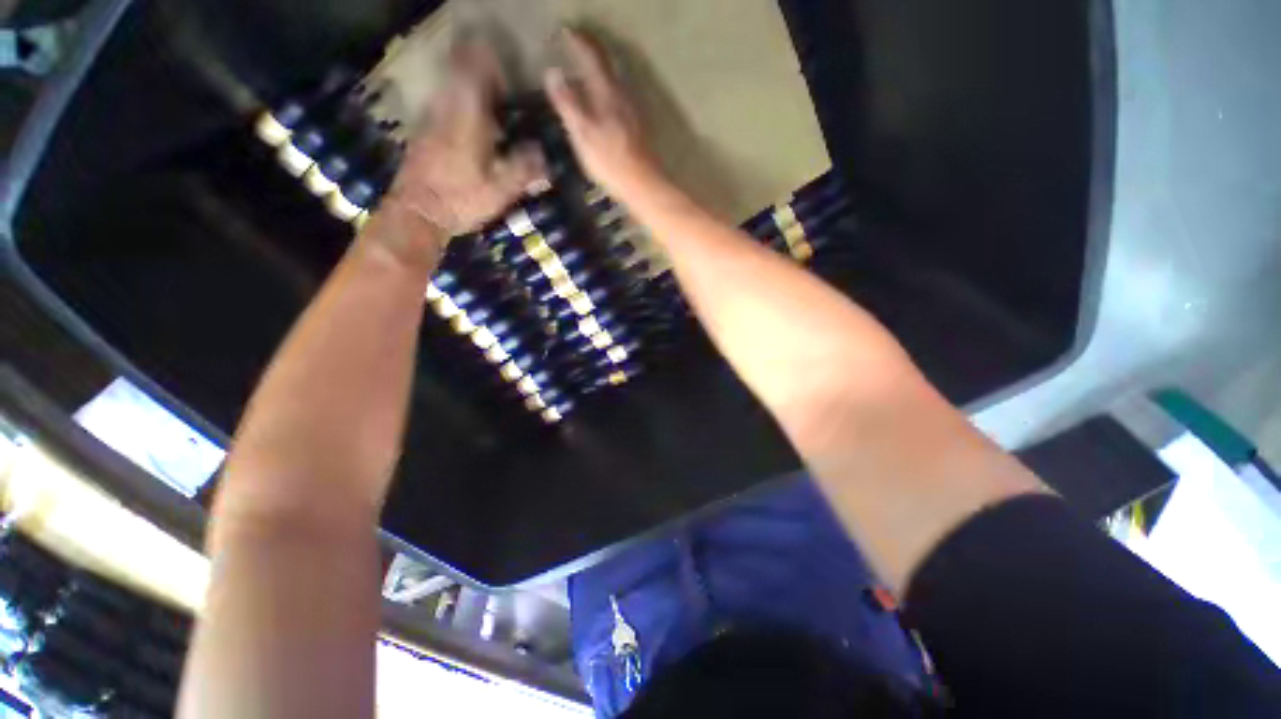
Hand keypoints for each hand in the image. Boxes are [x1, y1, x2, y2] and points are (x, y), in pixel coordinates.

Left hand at [379, 42, 545, 246]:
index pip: (475, 67)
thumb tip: (544, 153)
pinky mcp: (424, 132)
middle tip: (506, 93)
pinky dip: (461, 109)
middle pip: (461, 72)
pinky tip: (474, 133)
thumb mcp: (501, 189)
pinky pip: (445, 106)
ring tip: (494, 113)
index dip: (490, 60)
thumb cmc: (461, 199)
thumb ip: (524, 168)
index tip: (508, 71)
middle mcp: (446, 107)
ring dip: (472, 92)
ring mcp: (431, 118)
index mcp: (467, 115)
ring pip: (452, 89)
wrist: (418, 213)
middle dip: (483, 75)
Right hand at [545, 30, 662, 197]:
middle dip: (590, 52)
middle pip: (607, 64)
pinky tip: (604, 102)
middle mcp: (623, 95)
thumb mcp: (582, 133)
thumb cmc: (609, 161)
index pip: (592, 55)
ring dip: (600, 71)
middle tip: (576, 45)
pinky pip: (620, 98)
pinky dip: (608, 90)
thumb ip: (567, 102)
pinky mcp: (637, 128)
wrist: (642, 185)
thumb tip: (552, 73)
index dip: (578, 41)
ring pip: (615, 81)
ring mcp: (632, 111)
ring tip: (587, 71)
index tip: (565, 32)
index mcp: (607, 93)